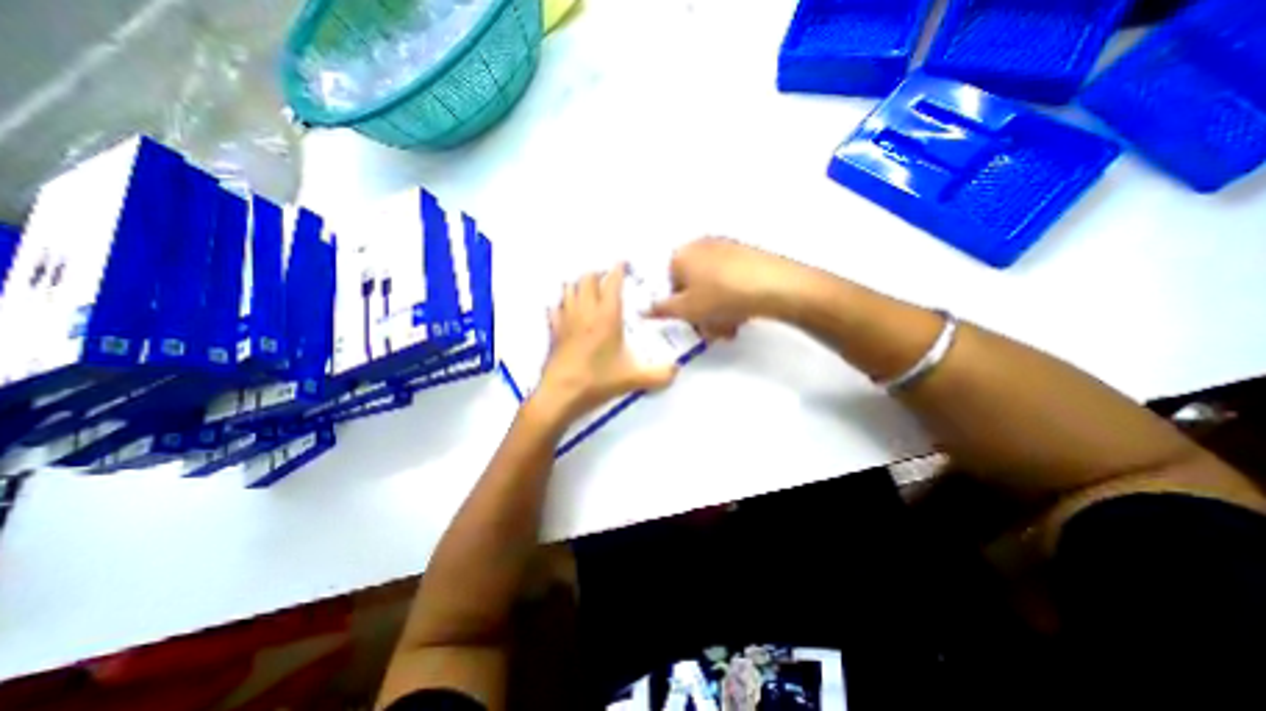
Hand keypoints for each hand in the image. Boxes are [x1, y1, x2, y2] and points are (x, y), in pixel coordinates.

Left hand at [530, 263, 675, 422]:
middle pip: (587, 278)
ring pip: (568, 288)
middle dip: (598, 273)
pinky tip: (567, 309)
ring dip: (579, 284)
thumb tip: (676, 371)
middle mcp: (585, 311)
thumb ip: (658, 375)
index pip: (611, 282)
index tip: (623, 263)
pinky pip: (555, 307)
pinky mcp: (553, 330)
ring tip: (589, 289)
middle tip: (608, 278)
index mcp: (607, 316)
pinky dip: (562, 303)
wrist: (561, 394)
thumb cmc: (597, 381)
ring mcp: (566, 319)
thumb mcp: (633, 379)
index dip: (618, 269)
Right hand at [648, 236, 805, 337]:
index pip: (669, 284)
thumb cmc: (721, 297)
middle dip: (699, 311)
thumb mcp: (686, 310)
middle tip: (710, 329)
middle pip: (692, 286)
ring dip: (716, 310)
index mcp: (681, 255)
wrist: (773, 286)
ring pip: (711, 286)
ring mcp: (726, 248)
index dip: (678, 307)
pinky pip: (728, 279)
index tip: (690, 322)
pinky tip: (741, 314)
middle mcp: (701, 246)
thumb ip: (661, 311)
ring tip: (729, 326)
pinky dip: (730, 298)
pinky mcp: (746, 254)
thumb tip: (645, 310)